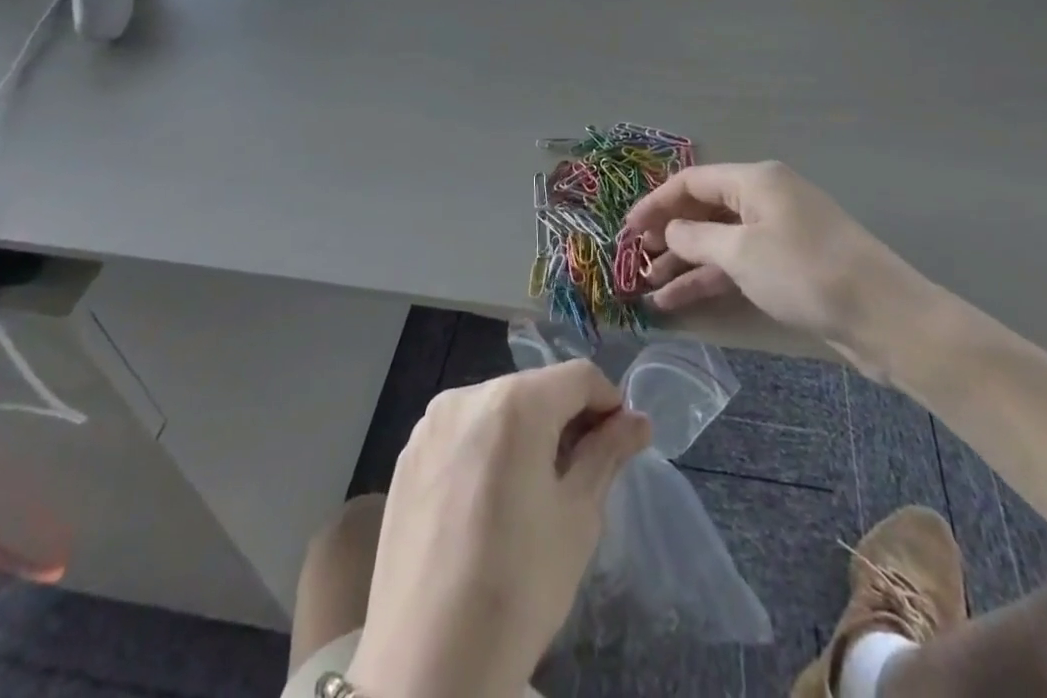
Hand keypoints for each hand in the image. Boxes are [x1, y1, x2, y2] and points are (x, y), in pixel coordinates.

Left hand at [349, 362, 650, 697]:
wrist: (425, 672)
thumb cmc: (517, 589)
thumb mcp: (578, 518)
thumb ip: (607, 454)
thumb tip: (638, 421)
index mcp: (514, 403)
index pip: (578, 377)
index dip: (609, 404)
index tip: (620, 445)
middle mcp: (467, 396)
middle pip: (535, 390)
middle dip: (567, 419)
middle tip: (583, 474)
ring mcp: (431, 425)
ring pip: (498, 409)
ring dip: (527, 434)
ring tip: (535, 493)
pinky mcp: (408, 456)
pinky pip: (463, 434)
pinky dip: (488, 450)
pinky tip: (490, 505)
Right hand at [625, 161, 936, 353]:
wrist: (883, 316)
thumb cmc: (804, 272)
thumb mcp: (741, 253)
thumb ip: (696, 238)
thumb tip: (669, 230)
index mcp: (755, 180)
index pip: (692, 181)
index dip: (655, 202)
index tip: (626, 229)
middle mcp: (765, 197)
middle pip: (704, 209)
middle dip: (668, 234)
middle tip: (636, 260)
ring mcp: (779, 231)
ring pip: (719, 240)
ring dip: (684, 262)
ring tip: (648, 289)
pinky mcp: (789, 263)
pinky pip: (739, 262)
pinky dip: (710, 278)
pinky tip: (679, 301)